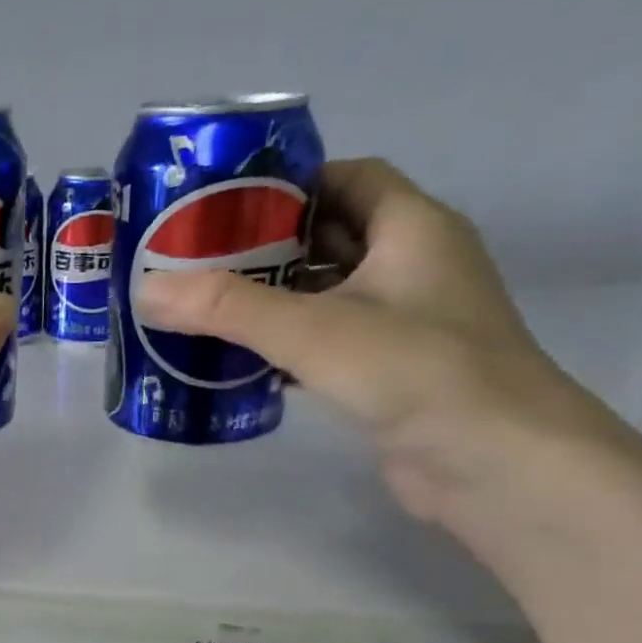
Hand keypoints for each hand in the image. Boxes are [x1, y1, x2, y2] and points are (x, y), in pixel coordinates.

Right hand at [136, 158, 616, 524]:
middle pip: (329, 237)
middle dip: (265, 246)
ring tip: (203, 308)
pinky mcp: (389, 372)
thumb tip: (146, 289)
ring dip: (271, 300)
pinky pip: (326, 342)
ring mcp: (404, 323)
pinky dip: (284, 345)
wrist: (495, 464)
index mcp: (412, 229)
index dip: (289, 183)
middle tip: (196, 260)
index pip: (348, 178)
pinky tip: (238, 360)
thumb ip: (227, 307)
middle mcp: (413, 266)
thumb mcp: (313, 329)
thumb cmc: (415, 371)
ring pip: (325, 294)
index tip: (225, 204)